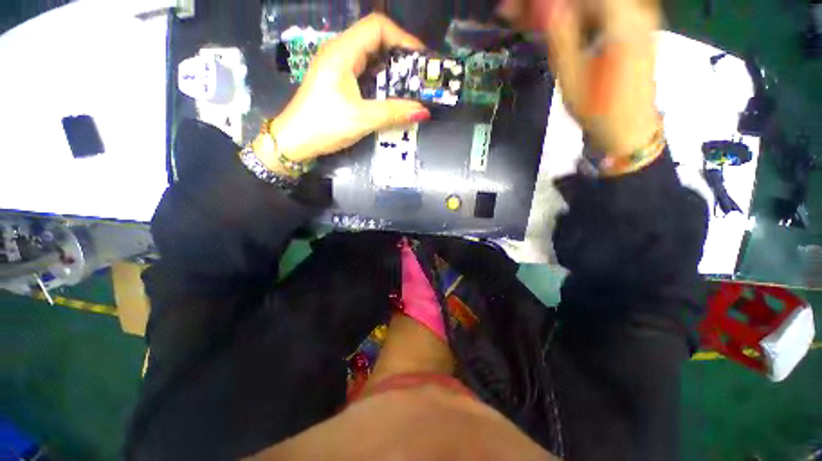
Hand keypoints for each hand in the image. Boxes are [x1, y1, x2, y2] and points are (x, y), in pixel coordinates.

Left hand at [266, 14, 431, 164]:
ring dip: (391, 68)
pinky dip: (380, 79)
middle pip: (375, 39)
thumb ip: (393, 113)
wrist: (295, 140)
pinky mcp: (337, 80)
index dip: (402, 37)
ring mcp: (337, 66)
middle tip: (418, 76)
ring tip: (409, 86)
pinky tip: (390, 94)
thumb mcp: (361, 119)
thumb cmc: (324, 125)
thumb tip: (423, 111)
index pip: (377, 27)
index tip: (420, 59)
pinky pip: (364, 71)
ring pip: (370, 56)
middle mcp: (339, 52)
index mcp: (341, 52)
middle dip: (400, 54)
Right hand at [499, 0, 660, 155]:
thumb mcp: (572, 76)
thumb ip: (560, 35)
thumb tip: (545, 5)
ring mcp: (635, 15)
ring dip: (558, 10)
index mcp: (622, 19)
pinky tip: (552, 25)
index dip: (543, 1)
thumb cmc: (599, 110)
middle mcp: (634, 8)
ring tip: (528, 21)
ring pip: (589, 3)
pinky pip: (597, 10)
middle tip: (515, 13)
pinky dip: (573, 14)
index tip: (515, 8)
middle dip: (547, 5)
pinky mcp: (630, 25)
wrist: (629, 127)